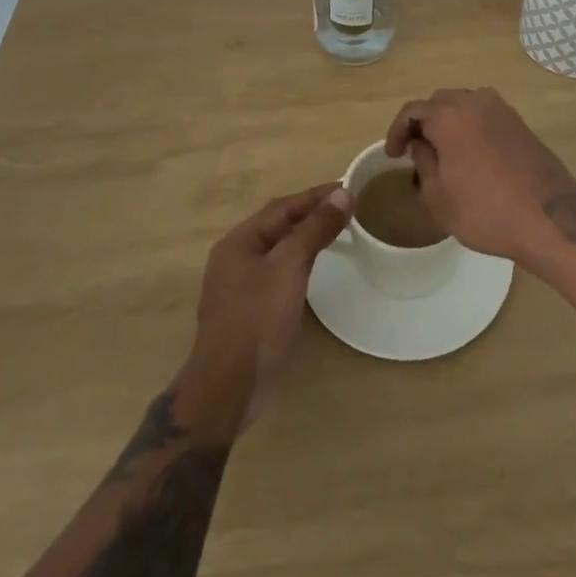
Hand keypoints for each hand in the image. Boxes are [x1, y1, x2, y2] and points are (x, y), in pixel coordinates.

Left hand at [187, 183, 349, 431]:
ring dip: (306, 237)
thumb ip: (315, 229)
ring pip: (278, 249)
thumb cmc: (257, 320)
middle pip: (279, 225)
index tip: (347, 188)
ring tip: (336, 231)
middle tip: (346, 208)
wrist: (228, 388)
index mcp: (239, 241)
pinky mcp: (249, 311)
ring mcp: (239, 286)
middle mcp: (235, 258)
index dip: (316, 196)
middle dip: (311, 213)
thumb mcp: (290, 267)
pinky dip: (299, 262)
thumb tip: (342, 194)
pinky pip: (278, 272)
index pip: (283, 207)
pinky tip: (315, 269)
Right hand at [384, 88, 575, 264]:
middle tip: (415, 151)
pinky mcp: (518, 121)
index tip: (393, 155)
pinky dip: (470, 125)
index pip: (412, 110)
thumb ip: (423, 162)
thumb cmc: (485, 210)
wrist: (549, 217)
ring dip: (448, 121)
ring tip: (442, 151)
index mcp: (449, 115)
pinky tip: (470, 152)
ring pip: (463, 104)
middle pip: (439, 102)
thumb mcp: (438, 196)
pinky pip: (484, 113)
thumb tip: (421, 144)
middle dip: (423, 122)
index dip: (397, 131)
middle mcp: (474, 101)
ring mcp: (500, 109)